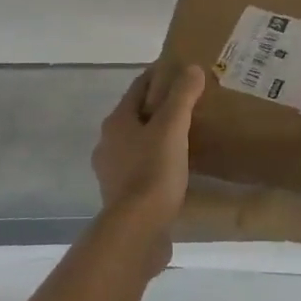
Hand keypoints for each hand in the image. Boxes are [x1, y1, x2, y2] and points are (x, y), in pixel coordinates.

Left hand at [91, 64, 203, 244]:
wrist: (137, 231)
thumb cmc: (153, 171)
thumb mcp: (172, 127)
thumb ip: (182, 96)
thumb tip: (191, 69)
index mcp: (117, 121)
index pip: (139, 87)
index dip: (159, 75)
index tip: (182, 70)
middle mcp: (109, 143)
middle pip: (137, 115)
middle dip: (160, 107)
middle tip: (190, 104)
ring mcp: (112, 172)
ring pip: (139, 143)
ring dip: (158, 137)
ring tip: (187, 137)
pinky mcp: (122, 197)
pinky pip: (142, 169)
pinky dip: (158, 163)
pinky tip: (177, 170)